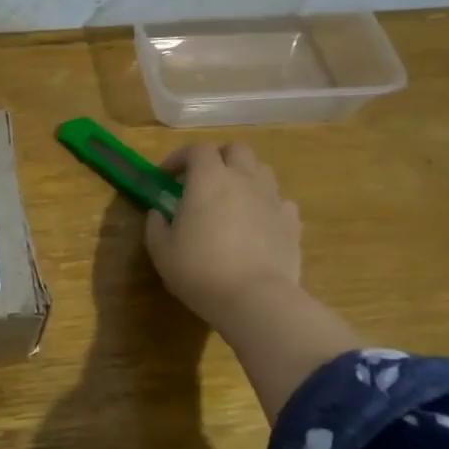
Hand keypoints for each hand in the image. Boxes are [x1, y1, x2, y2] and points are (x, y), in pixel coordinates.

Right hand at [144, 142, 302, 340]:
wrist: (255, 299)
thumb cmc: (200, 270)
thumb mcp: (161, 251)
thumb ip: (156, 225)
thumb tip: (160, 213)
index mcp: (209, 179)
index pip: (197, 149)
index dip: (180, 157)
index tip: (167, 176)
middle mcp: (244, 179)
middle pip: (236, 149)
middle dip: (218, 157)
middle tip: (203, 179)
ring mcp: (273, 198)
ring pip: (262, 171)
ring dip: (245, 177)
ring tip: (232, 200)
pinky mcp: (292, 222)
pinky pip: (280, 202)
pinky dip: (267, 205)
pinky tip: (257, 224)